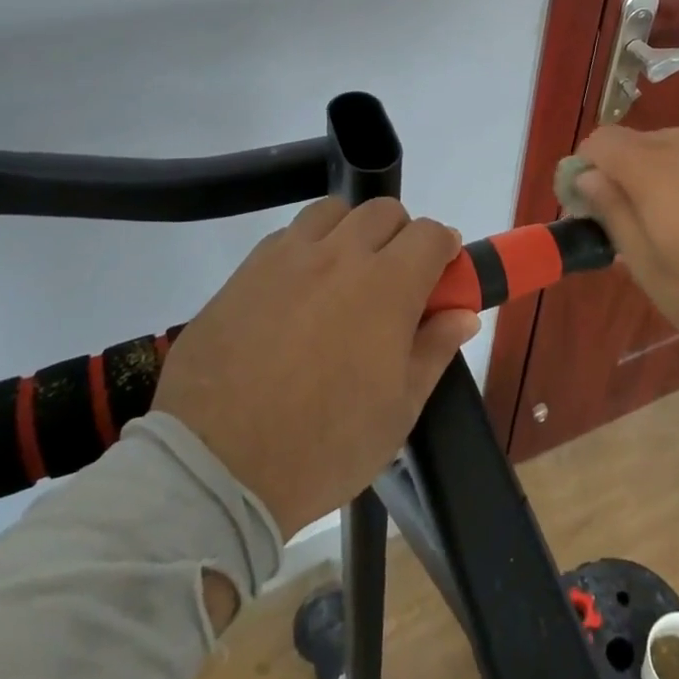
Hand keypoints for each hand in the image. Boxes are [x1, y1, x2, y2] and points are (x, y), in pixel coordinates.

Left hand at [151, 197, 479, 537]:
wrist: (215, 467)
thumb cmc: (322, 446)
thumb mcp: (398, 411)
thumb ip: (435, 350)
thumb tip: (463, 314)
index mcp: (388, 285)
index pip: (431, 234)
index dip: (445, 248)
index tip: (443, 272)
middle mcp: (340, 255)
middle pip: (384, 211)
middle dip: (402, 235)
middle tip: (395, 279)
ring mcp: (287, 257)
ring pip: (333, 211)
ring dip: (351, 231)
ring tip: (344, 275)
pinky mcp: (245, 271)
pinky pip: (287, 236)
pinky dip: (306, 248)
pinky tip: (298, 291)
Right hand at [573, 126, 678, 378]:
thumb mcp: (655, 274)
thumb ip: (615, 218)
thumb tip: (586, 178)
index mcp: (654, 170)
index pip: (599, 141)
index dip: (584, 169)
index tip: (592, 209)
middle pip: (634, 142)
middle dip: (622, 176)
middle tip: (639, 227)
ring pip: (671, 146)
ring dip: (660, 175)